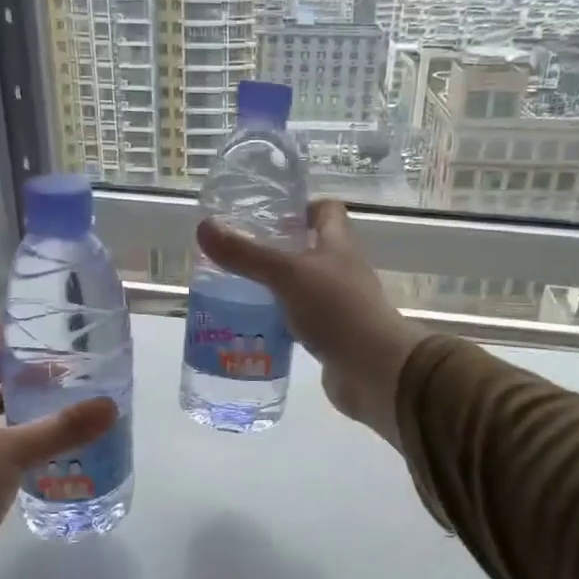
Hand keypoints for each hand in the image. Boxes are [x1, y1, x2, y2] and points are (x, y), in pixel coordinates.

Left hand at [0, 319, 115, 578]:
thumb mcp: (12, 455)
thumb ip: (62, 428)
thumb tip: (111, 405)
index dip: (5, 333)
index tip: (45, 348)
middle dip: (19, 371)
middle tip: (64, 381)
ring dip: (13, 404)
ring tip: (56, 414)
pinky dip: (3, 434)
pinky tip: (33, 453)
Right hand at [196, 198, 425, 446]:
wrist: (374, 370)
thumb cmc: (337, 310)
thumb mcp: (286, 275)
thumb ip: (246, 254)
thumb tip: (204, 227)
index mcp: (338, 246)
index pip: (326, 212)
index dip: (300, 207)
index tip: (267, 214)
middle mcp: (342, 271)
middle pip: (311, 250)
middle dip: (277, 251)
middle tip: (238, 256)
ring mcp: (339, 306)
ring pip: (303, 288)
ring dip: (276, 289)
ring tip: (235, 291)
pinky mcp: (332, 337)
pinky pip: (302, 322)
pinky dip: (281, 322)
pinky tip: (254, 327)